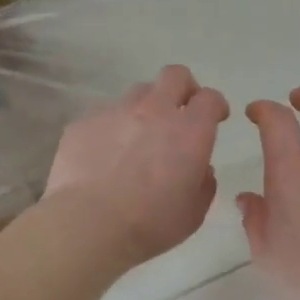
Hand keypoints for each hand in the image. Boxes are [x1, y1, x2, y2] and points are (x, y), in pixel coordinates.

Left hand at [44, 65, 229, 266]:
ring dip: (145, 108)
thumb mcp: (194, 212)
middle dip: (183, 88)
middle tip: (180, 112)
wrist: (88, 224)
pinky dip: (111, 128)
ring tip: (137, 136)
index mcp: (189, 131)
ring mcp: (115, 112)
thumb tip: (201, 169)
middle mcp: (154, 110)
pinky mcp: (83, 122)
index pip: (210, 98)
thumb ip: (204, 184)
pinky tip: (104, 154)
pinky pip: (104, 114)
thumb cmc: (150, 223)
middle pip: (174, 76)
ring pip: (137, 93)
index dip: (215, 105)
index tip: (216, 117)